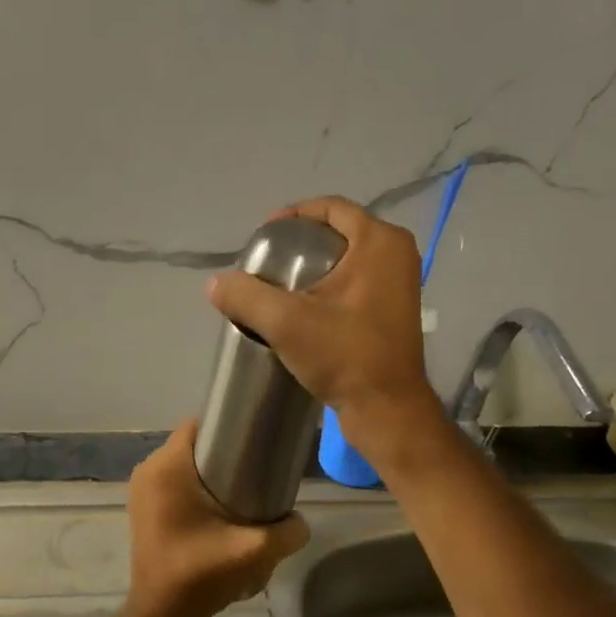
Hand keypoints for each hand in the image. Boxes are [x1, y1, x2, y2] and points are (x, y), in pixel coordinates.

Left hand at [125, 420, 309, 616]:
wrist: (161, 615)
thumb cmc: (200, 574)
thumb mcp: (254, 551)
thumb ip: (288, 531)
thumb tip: (301, 521)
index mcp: (167, 467)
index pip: (199, 424)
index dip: (229, 427)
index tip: (256, 440)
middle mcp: (148, 470)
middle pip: (193, 445)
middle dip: (223, 452)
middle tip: (257, 469)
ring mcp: (141, 491)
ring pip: (183, 465)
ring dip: (209, 473)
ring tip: (243, 490)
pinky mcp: (142, 509)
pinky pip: (172, 484)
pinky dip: (194, 489)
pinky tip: (219, 510)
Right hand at [206, 196, 441, 453]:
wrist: (386, 409)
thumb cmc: (344, 356)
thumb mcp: (286, 323)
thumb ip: (246, 296)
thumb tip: (214, 284)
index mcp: (380, 241)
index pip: (331, 207)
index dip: (293, 215)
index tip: (263, 237)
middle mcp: (397, 252)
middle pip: (339, 230)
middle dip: (301, 241)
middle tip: (268, 261)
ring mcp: (401, 281)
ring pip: (348, 256)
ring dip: (314, 264)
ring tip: (279, 283)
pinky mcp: (395, 307)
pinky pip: (357, 278)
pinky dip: (330, 283)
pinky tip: (304, 305)